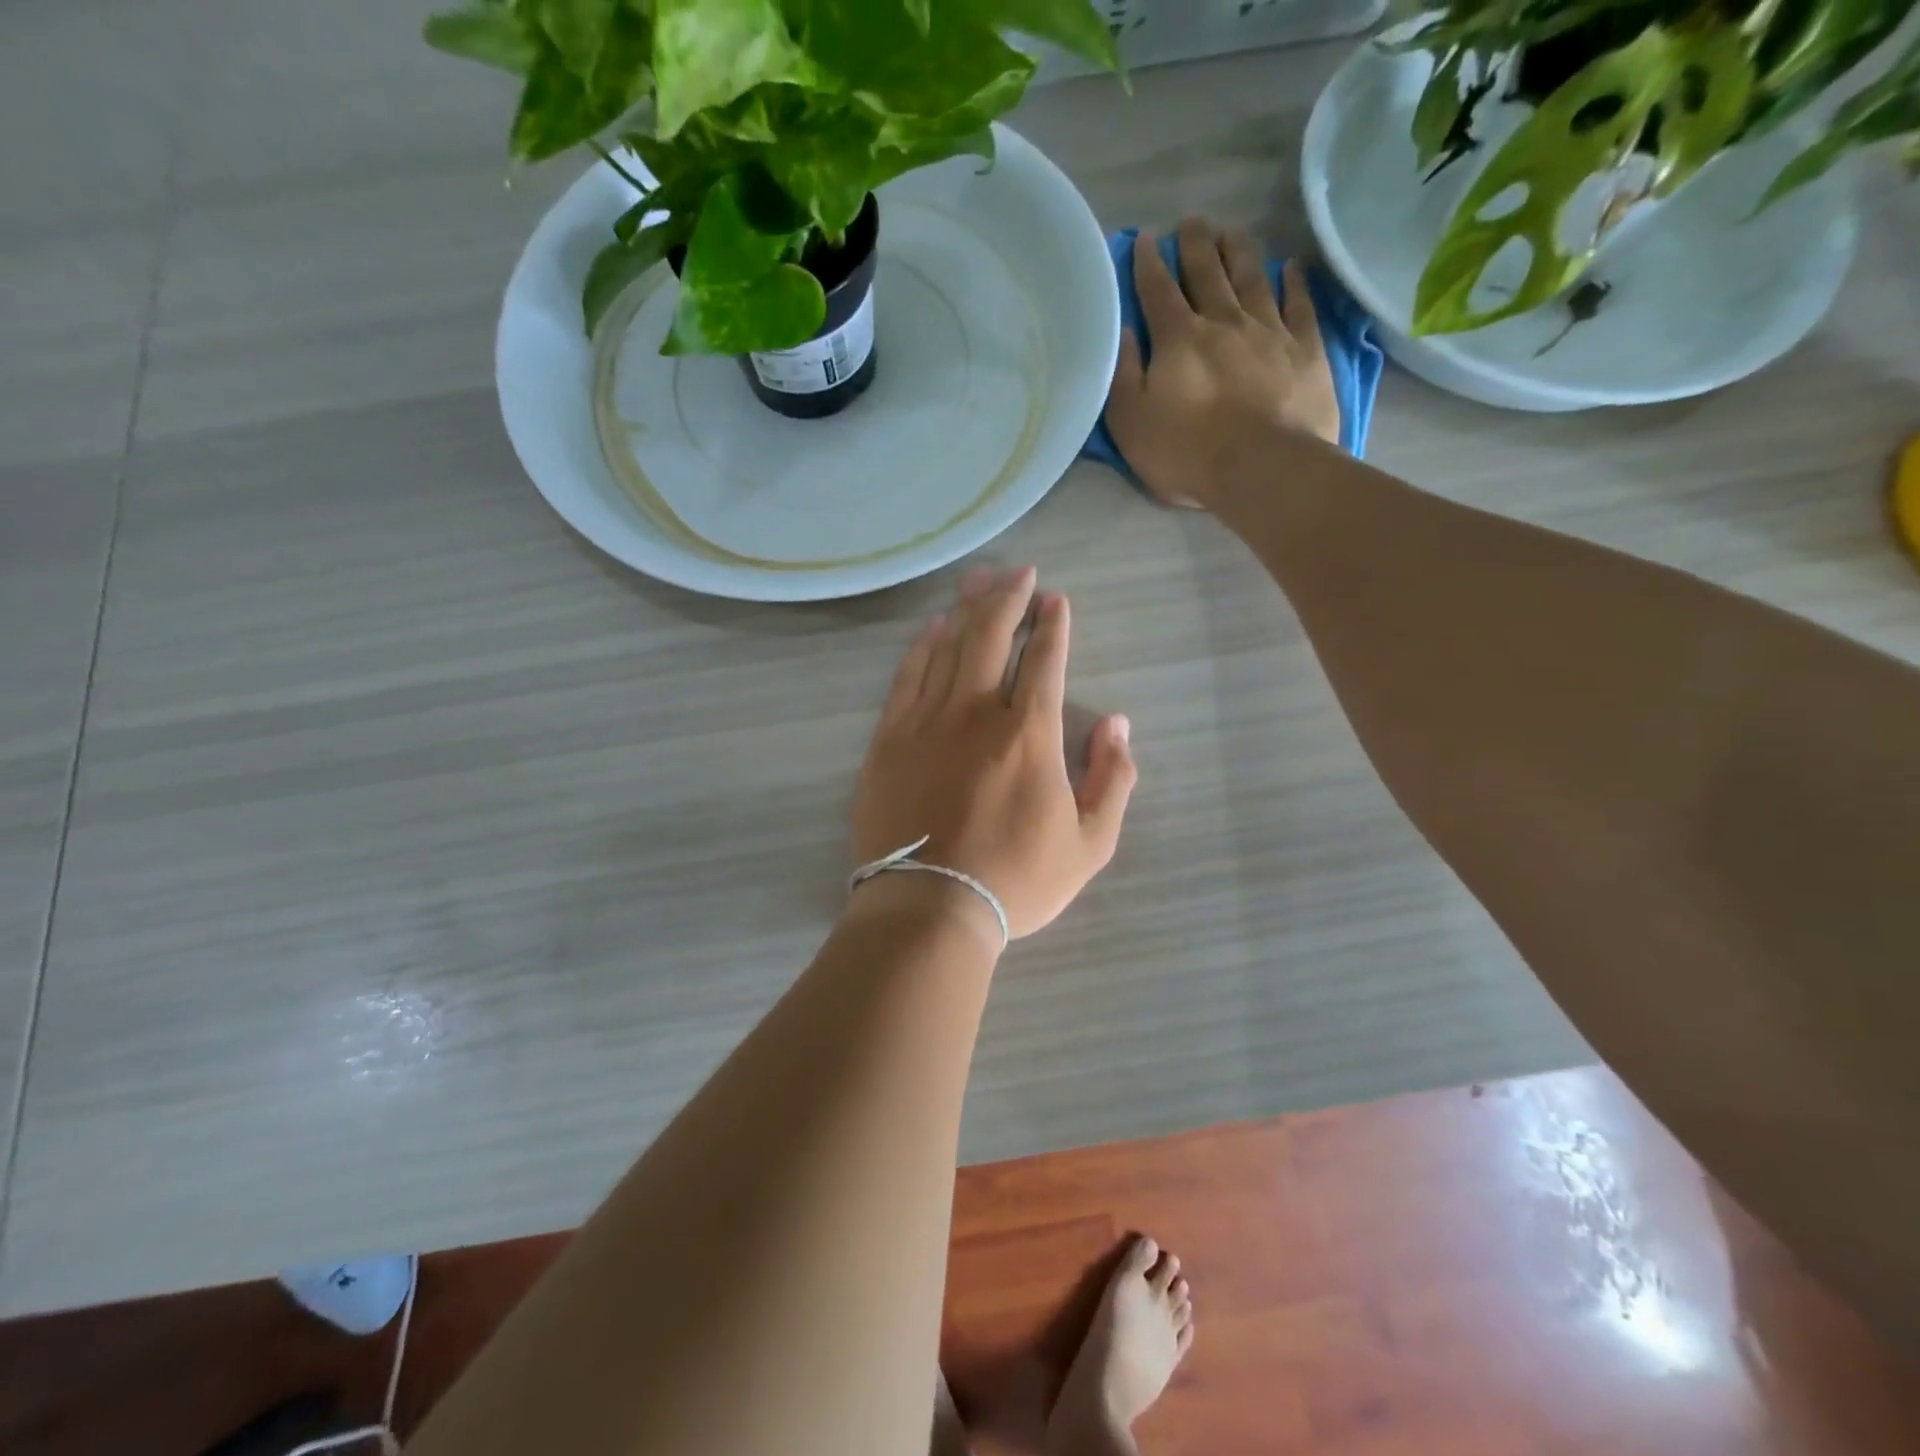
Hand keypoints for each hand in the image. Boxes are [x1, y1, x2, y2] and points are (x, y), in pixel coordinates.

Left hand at [850, 566, 1137, 940]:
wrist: (928, 909)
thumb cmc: (1015, 881)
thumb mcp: (1089, 845)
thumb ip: (1112, 779)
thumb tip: (1118, 724)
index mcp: (1030, 734)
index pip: (1045, 660)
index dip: (1053, 624)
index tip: (1056, 600)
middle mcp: (977, 712)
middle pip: (992, 635)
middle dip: (1009, 596)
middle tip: (1019, 572)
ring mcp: (927, 721)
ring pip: (948, 646)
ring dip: (967, 608)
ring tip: (979, 580)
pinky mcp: (889, 738)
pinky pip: (907, 676)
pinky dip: (922, 646)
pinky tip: (932, 627)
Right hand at [1104, 217, 1339, 510]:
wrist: (1262, 468)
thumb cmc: (1187, 454)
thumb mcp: (1132, 424)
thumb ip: (1124, 376)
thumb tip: (1124, 332)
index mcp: (1178, 339)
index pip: (1158, 291)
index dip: (1149, 264)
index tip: (1146, 239)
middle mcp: (1223, 322)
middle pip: (1207, 273)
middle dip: (1196, 245)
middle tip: (1192, 221)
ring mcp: (1269, 332)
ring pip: (1252, 279)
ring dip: (1240, 252)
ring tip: (1232, 231)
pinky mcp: (1305, 350)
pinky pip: (1299, 305)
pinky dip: (1293, 283)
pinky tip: (1289, 267)